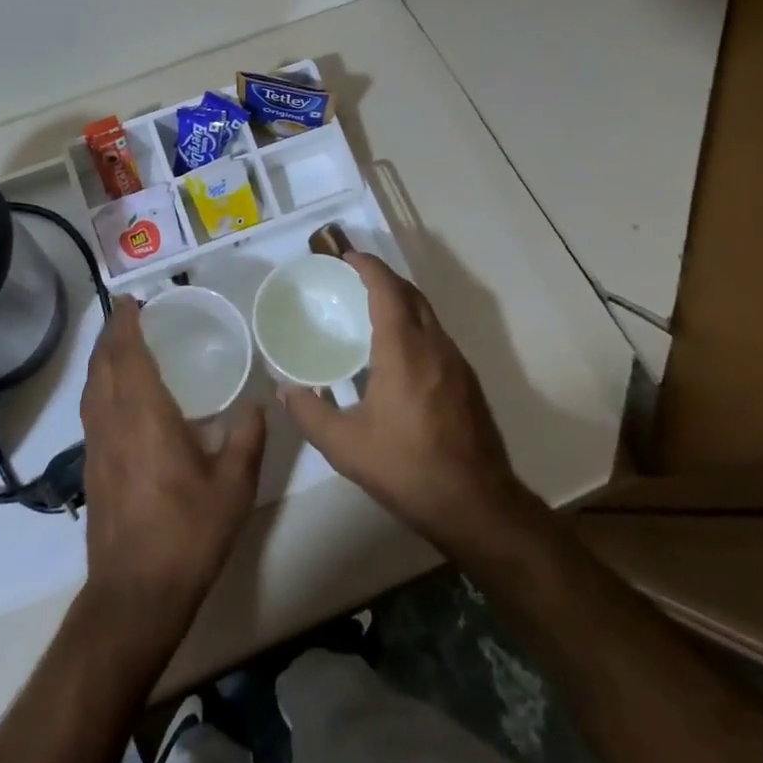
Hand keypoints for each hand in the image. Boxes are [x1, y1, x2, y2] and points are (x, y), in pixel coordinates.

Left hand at [79, 295, 266, 628]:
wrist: (134, 595)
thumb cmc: (187, 533)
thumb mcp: (233, 486)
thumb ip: (247, 438)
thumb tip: (259, 404)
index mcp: (143, 414)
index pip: (127, 353)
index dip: (126, 323)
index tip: (132, 300)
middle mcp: (112, 420)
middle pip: (103, 364)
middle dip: (112, 333)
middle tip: (131, 314)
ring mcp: (96, 445)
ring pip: (91, 386)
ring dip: (102, 358)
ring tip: (121, 344)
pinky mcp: (91, 467)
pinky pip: (91, 408)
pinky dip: (100, 385)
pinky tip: (118, 395)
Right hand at [278, 253, 521, 550]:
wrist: (478, 506)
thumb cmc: (408, 469)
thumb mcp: (346, 447)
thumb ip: (310, 414)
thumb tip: (284, 390)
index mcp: (404, 350)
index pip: (387, 289)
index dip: (368, 266)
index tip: (347, 256)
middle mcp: (434, 346)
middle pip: (411, 294)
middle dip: (384, 278)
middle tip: (354, 279)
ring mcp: (457, 363)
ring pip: (428, 315)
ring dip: (402, 301)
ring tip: (373, 310)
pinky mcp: (468, 382)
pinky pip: (437, 337)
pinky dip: (415, 326)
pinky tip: (399, 353)